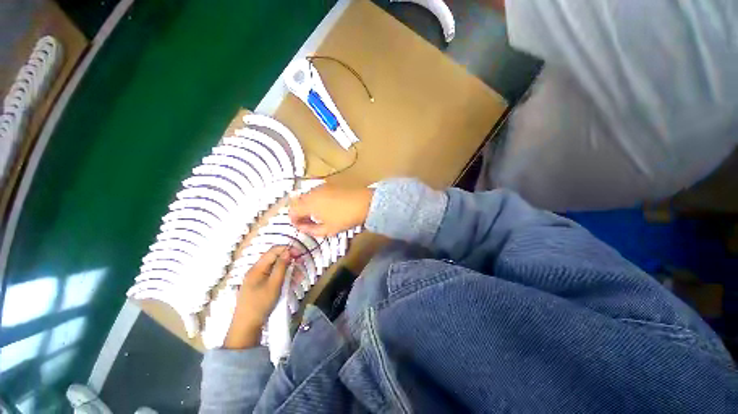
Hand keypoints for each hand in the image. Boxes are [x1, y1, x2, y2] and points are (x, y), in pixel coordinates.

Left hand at [224, 247, 289, 348]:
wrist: (246, 327)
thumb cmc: (260, 304)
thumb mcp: (274, 284)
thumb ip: (281, 266)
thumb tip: (287, 251)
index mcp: (257, 268)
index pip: (273, 251)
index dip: (287, 249)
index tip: (299, 253)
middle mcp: (256, 270)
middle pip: (275, 259)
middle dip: (289, 260)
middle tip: (301, 266)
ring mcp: (257, 279)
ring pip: (275, 268)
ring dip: (288, 270)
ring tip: (299, 277)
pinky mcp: (260, 286)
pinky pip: (273, 277)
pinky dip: (283, 278)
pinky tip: (292, 283)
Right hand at [289, 184, 373, 236]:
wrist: (364, 202)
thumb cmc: (345, 218)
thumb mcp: (328, 229)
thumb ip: (311, 230)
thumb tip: (302, 227)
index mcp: (309, 204)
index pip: (292, 211)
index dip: (294, 221)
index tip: (301, 227)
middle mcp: (312, 192)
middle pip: (298, 202)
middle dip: (300, 213)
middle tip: (308, 222)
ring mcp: (321, 186)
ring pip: (307, 196)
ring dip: (307, 205)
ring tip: (318, 215)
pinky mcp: (330, 184)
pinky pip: (317, 192)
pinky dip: (316, 199)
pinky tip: (326, 206)